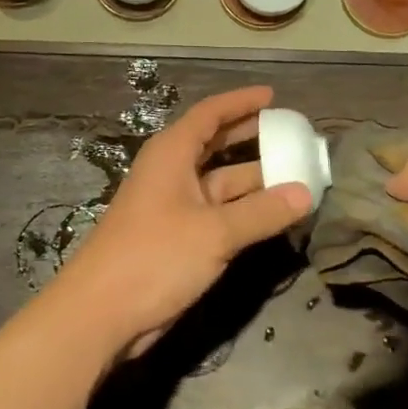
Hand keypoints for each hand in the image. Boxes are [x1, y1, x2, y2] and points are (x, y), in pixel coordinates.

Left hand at [48, 86, 311, 360]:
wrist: (101, 313)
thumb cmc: (154, 256)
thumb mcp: (214, 232)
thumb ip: (261, 212)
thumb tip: (306, 193)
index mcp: (172, 153)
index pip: (210, 114)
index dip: (241, 102)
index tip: (273, 96)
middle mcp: (172, 172)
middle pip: (215, 144)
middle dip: (251, 137)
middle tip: (291, 133)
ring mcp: (174, 206)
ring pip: (221, 182)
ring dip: (255, 179)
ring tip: (299, 174)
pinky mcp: (178, 237)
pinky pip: (219, 212)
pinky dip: (245, 210)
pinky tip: (275, 215)